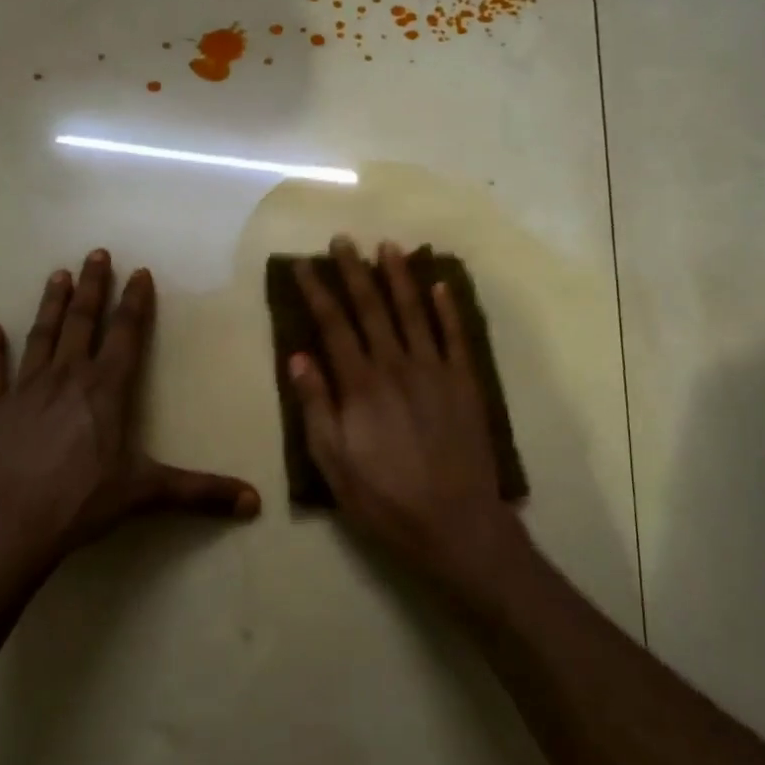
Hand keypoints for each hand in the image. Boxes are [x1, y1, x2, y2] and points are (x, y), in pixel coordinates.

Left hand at [0, 250, 259, 597]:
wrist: (1, 529)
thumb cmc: (79, 504)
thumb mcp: (145, 493)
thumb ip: (200, 492)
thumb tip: (255, 503)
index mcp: (106, 389)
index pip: (126, 334)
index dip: (135, 302)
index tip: (139, 272)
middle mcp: (66, 377)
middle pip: (82, 322)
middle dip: (92, 286)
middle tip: (95, 253)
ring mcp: (24, 390)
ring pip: (41, 335)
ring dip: (50, 304)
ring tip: (57, 275)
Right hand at [289, 236, 528, 596]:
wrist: (456, 524)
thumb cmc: (385, 499)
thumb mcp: (333, 463)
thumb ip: (316, 407)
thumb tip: (298, 357)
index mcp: (360, 384)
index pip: (333, 325)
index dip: (317, 292)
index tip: (303, 265)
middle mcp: (397, 365)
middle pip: (372, 307)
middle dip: (354, 271)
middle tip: (342, 240)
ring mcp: (435, 370)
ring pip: (414, 311)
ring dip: (399, 276)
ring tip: (387, 246)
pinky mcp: (465, 382)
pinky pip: (455, 335)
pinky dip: (447, 307)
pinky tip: (439, 284)